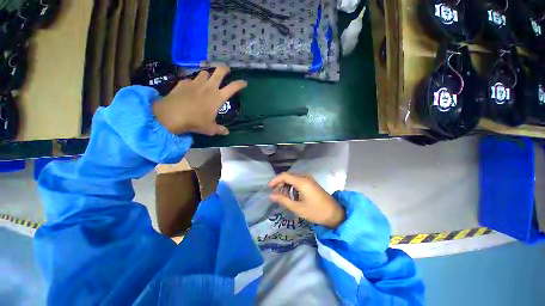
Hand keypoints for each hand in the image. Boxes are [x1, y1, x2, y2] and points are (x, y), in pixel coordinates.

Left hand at [152, 66, 246, 134]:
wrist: (172, 114)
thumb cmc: (195, 121)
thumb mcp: (210, 129)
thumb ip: (220, 129)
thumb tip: (226, 132)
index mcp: (218, 97)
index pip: (233, 87)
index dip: (240, 84)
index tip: (244, 83)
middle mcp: (209, 87)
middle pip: (219, 71)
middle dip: (224, 69)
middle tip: (226, 70)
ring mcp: (195, 83)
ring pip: (205, 72)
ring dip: (208, 75)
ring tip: (207, 80)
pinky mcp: (184, 82)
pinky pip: (191, 79)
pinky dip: (193, 82)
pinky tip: (191, 88)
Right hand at [268, 172, 345, 228]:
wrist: (335, 214)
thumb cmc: (316, 212)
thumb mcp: (298, 208)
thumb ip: (283, 200)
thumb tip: (271, 196)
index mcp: (302, 182)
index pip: (284, 175)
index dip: (275, 180)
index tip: (268, 188)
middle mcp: (305, 177)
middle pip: (288, 176)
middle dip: (280, 184)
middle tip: (275, 194)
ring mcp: (309, 179)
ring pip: (293, 178)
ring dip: (286, 186)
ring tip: (283, 197)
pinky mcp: (311, 183)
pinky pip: (298, 181)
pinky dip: (292, 187)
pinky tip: (292, 196)